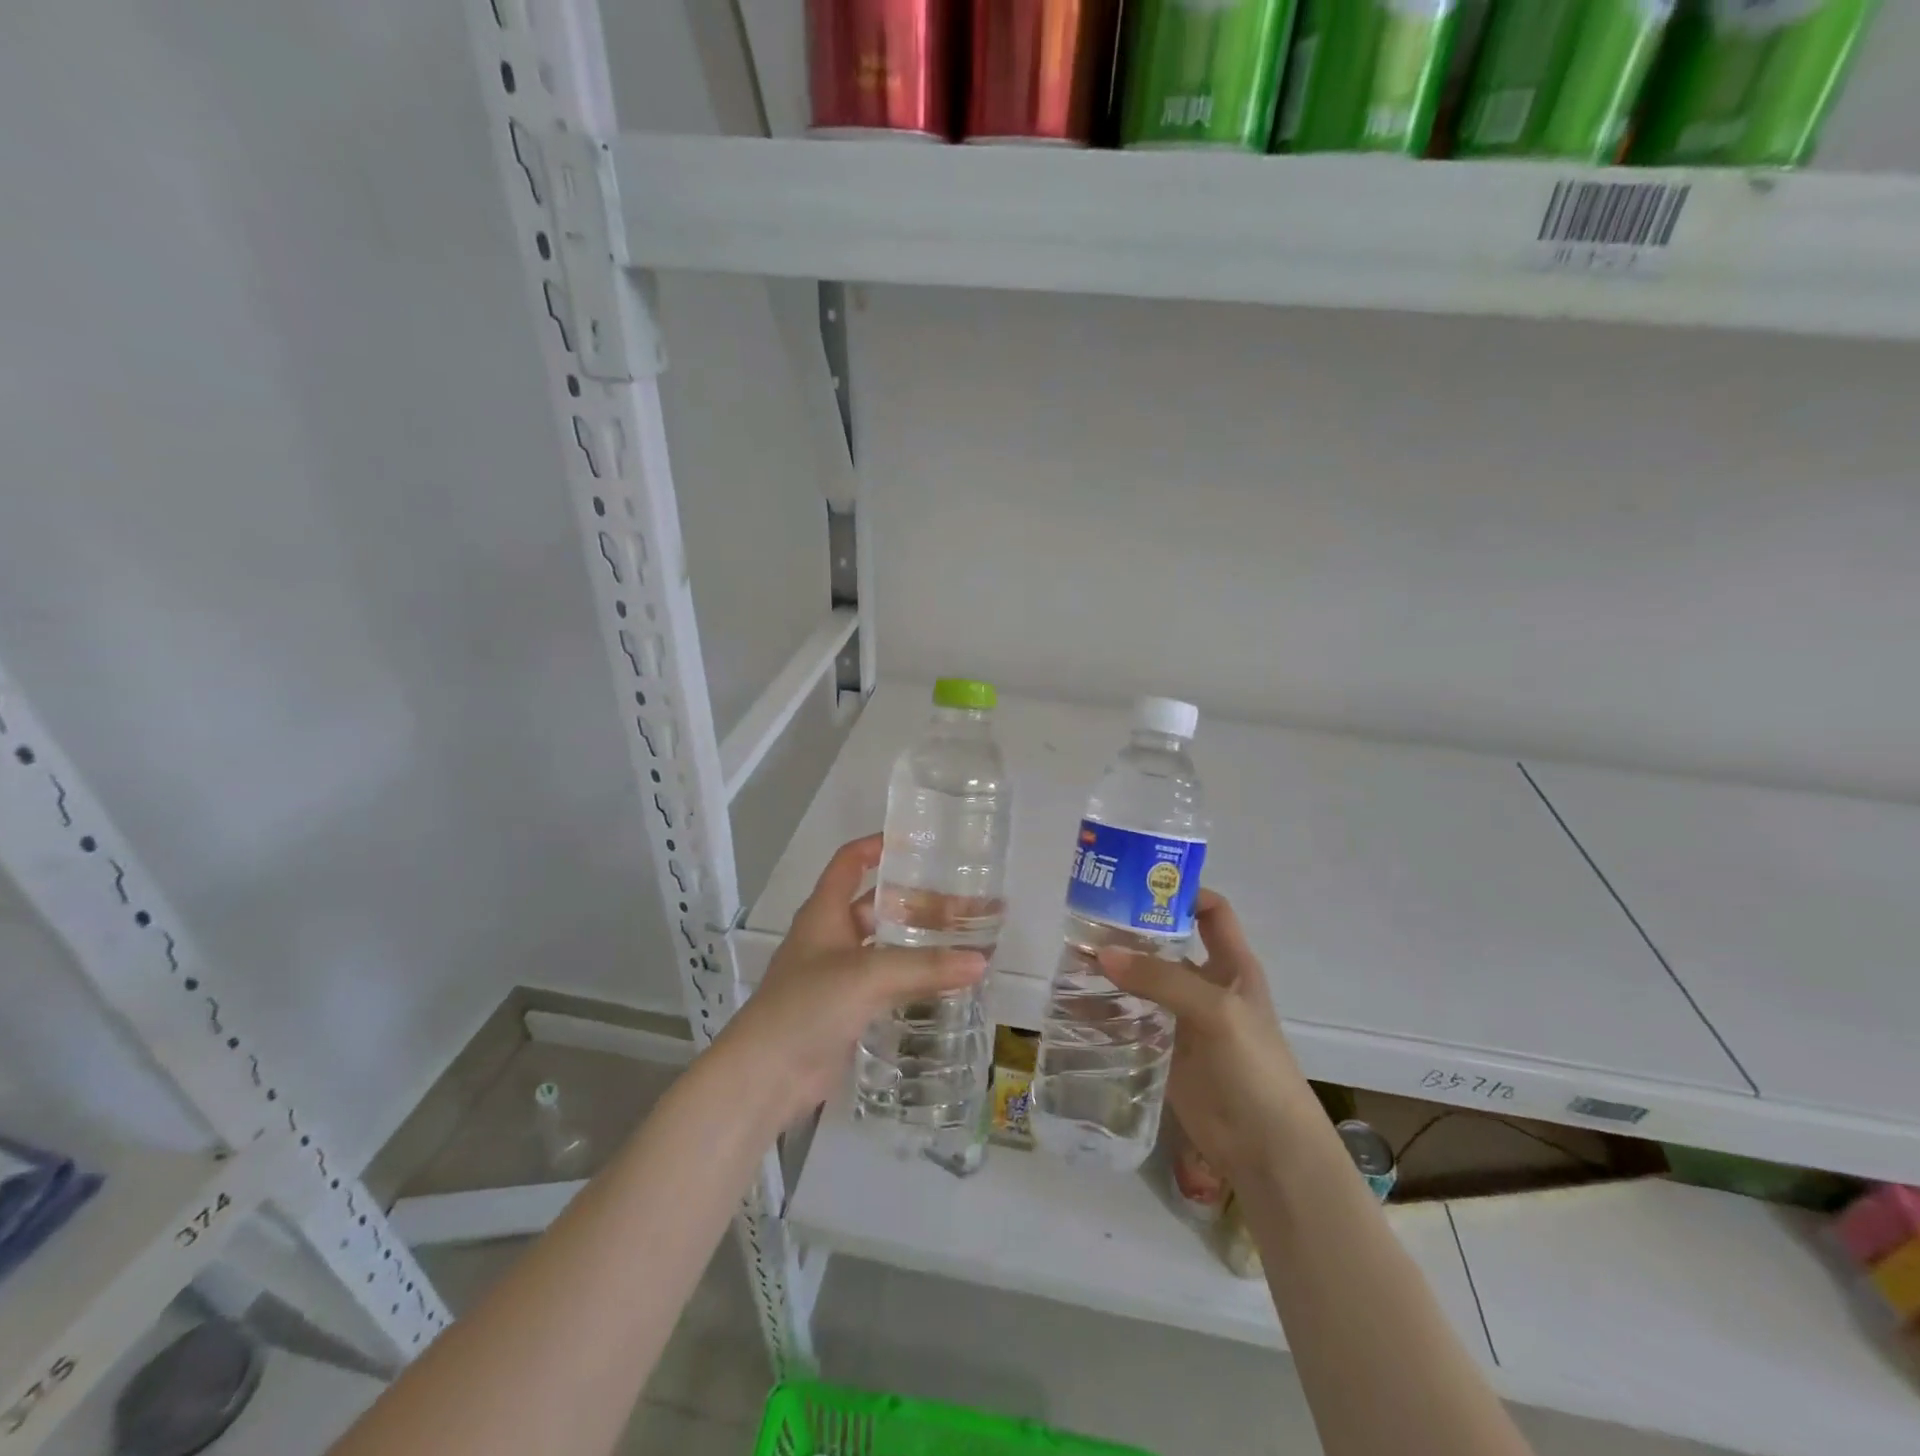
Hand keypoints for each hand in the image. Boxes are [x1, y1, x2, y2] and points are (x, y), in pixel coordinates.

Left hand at [719, 834, 986, 1122]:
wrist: (766, 1076)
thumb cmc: (807, 1005)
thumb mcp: (867, 976)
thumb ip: (924, 967)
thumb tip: (981, 962)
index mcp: (824, 912)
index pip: (849, 862)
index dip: (876, 846)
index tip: (916, 842)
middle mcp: (830, 937)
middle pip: (875, 906)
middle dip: (914, 902)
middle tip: (961, 902)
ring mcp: (837, 976)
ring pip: (884, 948)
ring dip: (917, 943)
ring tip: (963, 940)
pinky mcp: (847, 1010)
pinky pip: (886, 985)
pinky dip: (912, 980)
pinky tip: (945, 984)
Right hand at [1099, 891, 1318, 1181]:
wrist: (1267, 1149)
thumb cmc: (1253, 1066)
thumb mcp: (1215, 1011)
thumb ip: (1161, 979)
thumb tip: (1101, 953)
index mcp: (1232, 965)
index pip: (1211, 911)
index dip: (1182, 891)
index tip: (1138, 882)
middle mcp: (1206, 985)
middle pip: (1166, 945)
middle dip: (1130, 931)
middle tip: (1085, 919)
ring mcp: (1183, 1019)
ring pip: (1142, 983)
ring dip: (1112, 971)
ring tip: (1071, 959)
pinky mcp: (1163, 1051)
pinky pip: (1130, 1022)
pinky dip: (1105, 1013)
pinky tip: (1074, 1006)